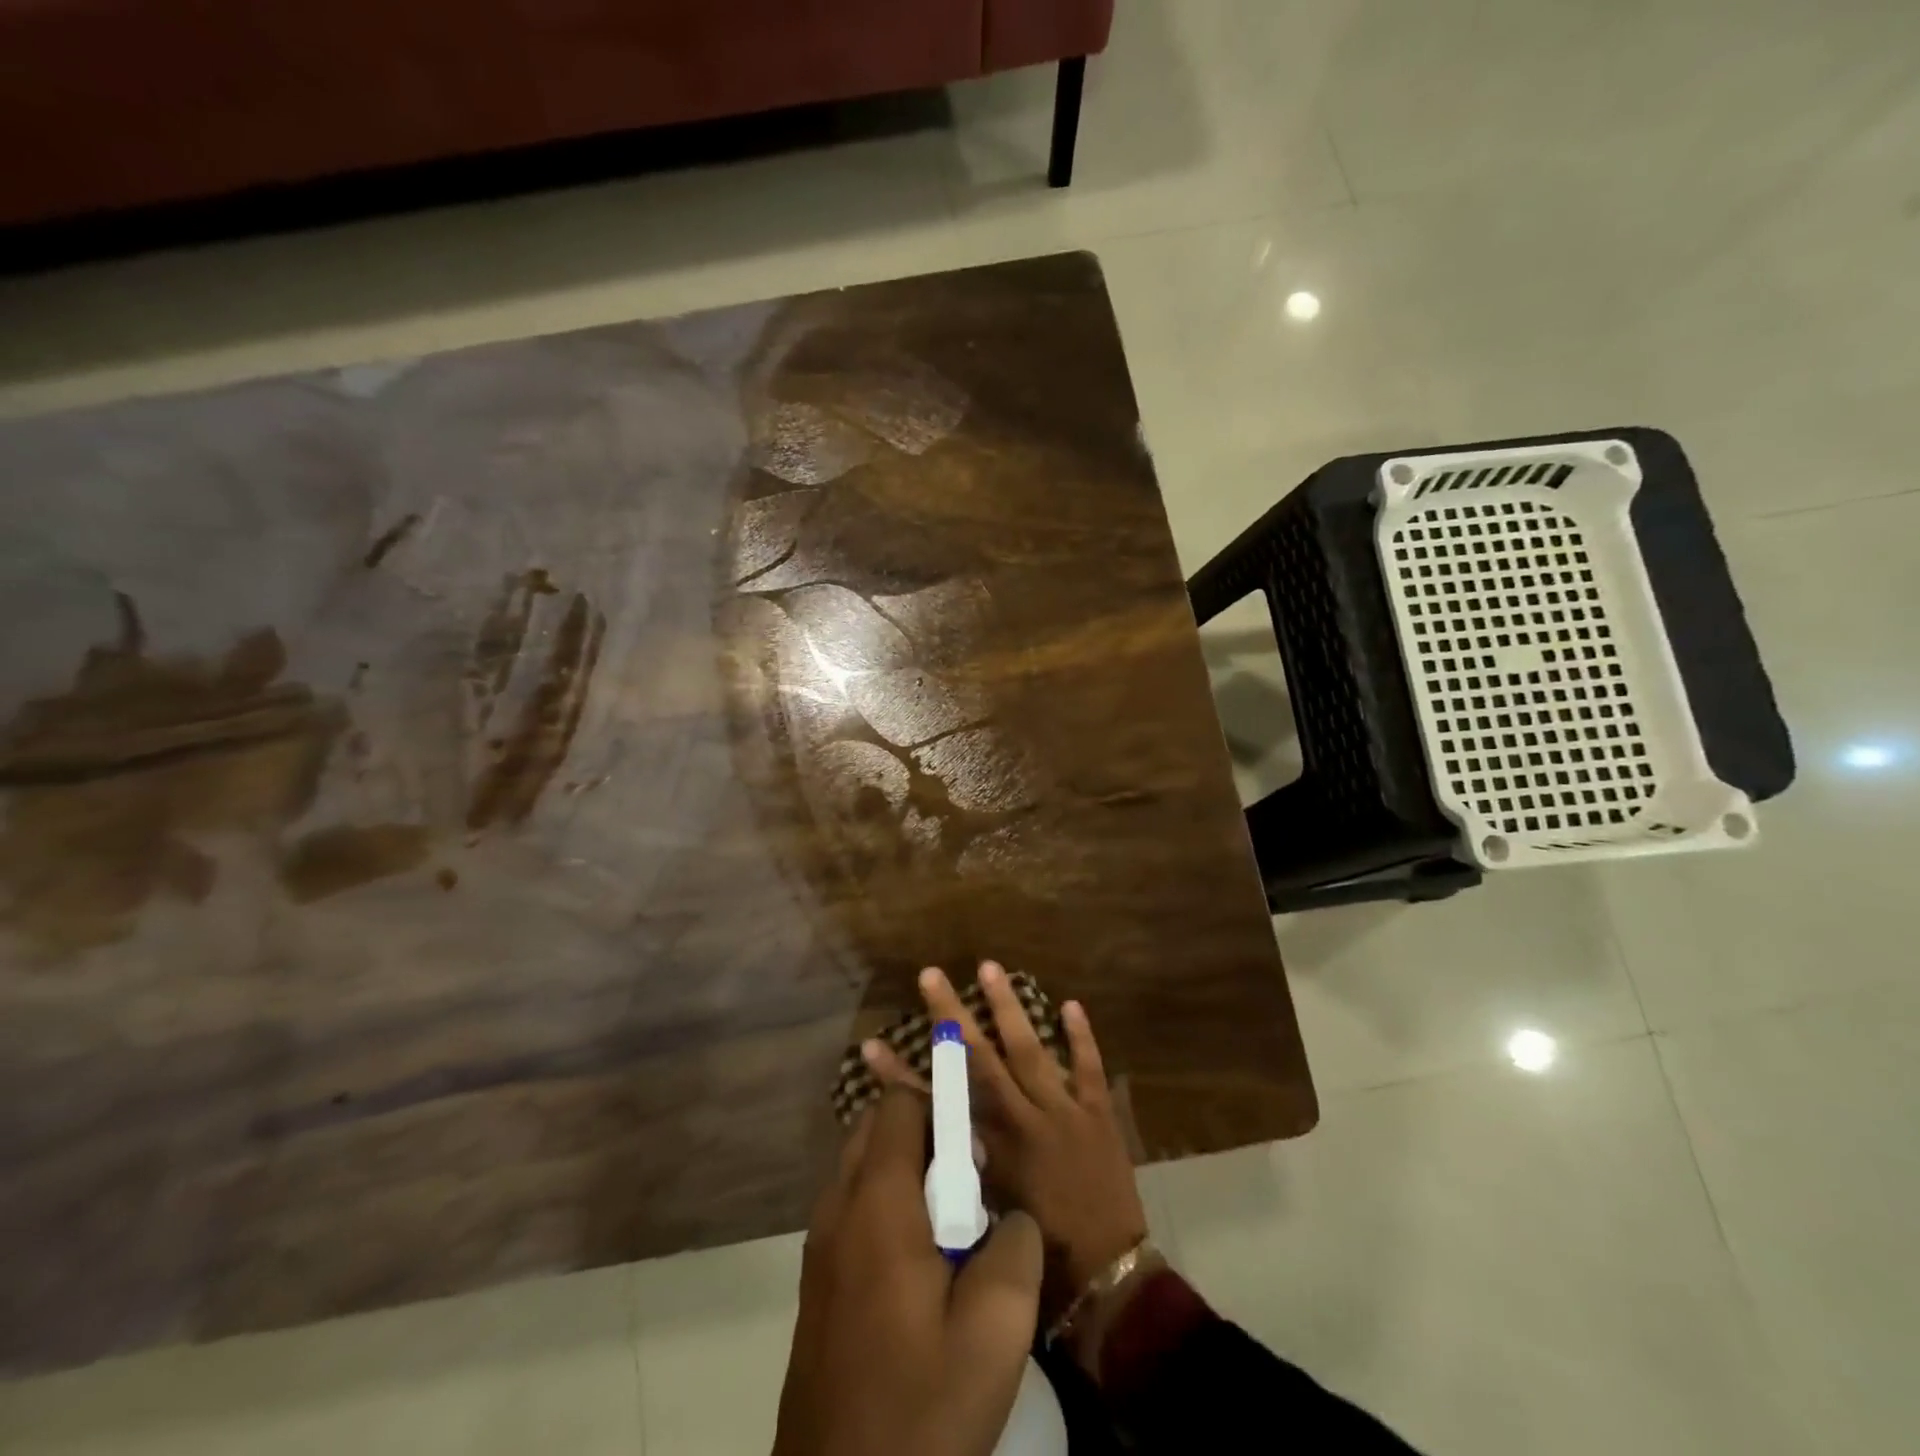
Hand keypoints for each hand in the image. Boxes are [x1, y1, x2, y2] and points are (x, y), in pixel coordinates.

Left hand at [773, 1088, 1042, 1455]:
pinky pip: (853, 1210)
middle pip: (875, 1129)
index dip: (940, 1103)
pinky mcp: (817, 1283)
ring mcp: (819, 1246)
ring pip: (863, 1169)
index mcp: (876, 1203)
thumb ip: (1016, 1247)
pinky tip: (922, 1266)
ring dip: (906, 1172)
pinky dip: (887, 1207)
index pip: (899, 1105)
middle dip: (924, 1134)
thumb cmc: (920, 1409)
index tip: (977, 1144)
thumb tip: (1011, 1216)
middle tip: (968, 1182)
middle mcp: (837, 1208)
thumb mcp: (995, 1332)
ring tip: (952, 1226)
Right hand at [864, 963, 1148, 1297]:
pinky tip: (1070, 1004)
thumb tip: (928, 1145)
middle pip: (979, 1059)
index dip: (899, 1076)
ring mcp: (1062, 1111)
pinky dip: (1081, 1037)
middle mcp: (1021, 1120)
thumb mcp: (985, 1221)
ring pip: (1030, 1049)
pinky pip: (1088, 1068)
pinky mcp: (1097, 1114)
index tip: (871, 1045)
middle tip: (931, 975)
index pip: (934, 1104)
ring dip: (1008, 1008)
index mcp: (989, 1150)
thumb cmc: (1040, 1261)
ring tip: (990, 968)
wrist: (1109, 1281)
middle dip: (951, 1016)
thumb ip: (958, 1176)